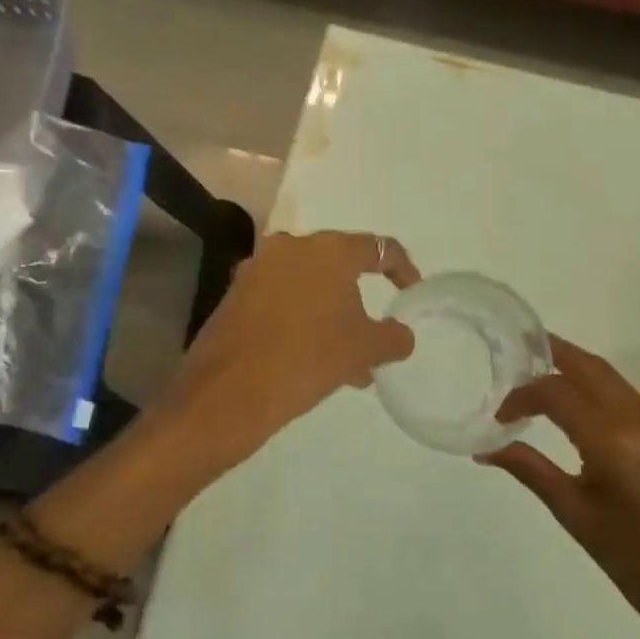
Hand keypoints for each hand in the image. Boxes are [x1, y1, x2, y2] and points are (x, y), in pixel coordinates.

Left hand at [150, 230, 420, 475]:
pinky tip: (310, 358)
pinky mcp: (235, 293)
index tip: (411, 291)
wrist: (228, 392)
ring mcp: (258, 268)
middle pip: (338, 266)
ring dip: (330, 315)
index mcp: (327, 250)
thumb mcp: (363, 350)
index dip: (402, 268)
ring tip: (347, 362)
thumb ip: (392, 337)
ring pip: (308, 286)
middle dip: (359, 298)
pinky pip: (281, 299)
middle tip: (374, 333)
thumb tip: (402, 335)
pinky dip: (301, 319)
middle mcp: (291, 247)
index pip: (378, 248)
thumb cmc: (307, 358)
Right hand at [487, 339, 639, 638]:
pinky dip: (619, 414)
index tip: (503, 415)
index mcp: (616, 444)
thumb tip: (486, 449)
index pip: (556, 392)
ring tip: (559, 402)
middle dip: (556, 353)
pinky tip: (610, 442)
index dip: (523, 394)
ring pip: (621, 389)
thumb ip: (532, 471)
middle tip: (525, 350)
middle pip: (593, 368)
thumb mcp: (579, 519)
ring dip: (586, 386)